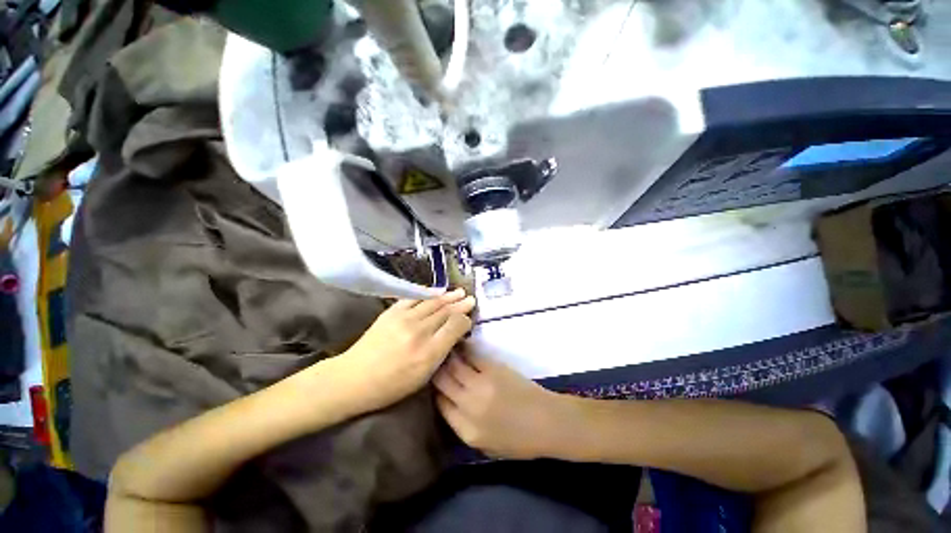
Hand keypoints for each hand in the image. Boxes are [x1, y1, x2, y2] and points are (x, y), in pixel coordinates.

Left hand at [334, 289, 474, 413]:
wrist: (354, 378)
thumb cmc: (391, 385)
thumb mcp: (423, 377)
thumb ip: (441, 353)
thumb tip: (453, 334)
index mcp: (429, 352)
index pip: (455, 326)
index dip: (465, 320)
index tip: (468, 320)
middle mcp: (420, 331)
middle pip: (446, 312)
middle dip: (460, 305)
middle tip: (471, 299)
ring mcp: (404, 319)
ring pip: (433, 303)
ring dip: (448, 296)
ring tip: (460, 292)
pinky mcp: (392, 312)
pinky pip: (415, 298)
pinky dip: (428, 294)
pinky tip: (437, 292)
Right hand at [434, 348, 567, 459]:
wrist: (548, 422)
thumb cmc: (520, 441)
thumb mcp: (487, 446)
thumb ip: (463, 427)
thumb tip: (448, 402)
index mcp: (467, 431)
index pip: (440, 405)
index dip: (434, 390)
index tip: (433, 380)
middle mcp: (469, 406)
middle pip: (442, 382)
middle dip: (434, 369)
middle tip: (433, 359)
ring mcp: (481, 385)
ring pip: (453, 365)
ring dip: (446, 355)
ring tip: (442, 346)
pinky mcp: (493, 368)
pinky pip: (472, 355)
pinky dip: (464, 349)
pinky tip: (460, 343)